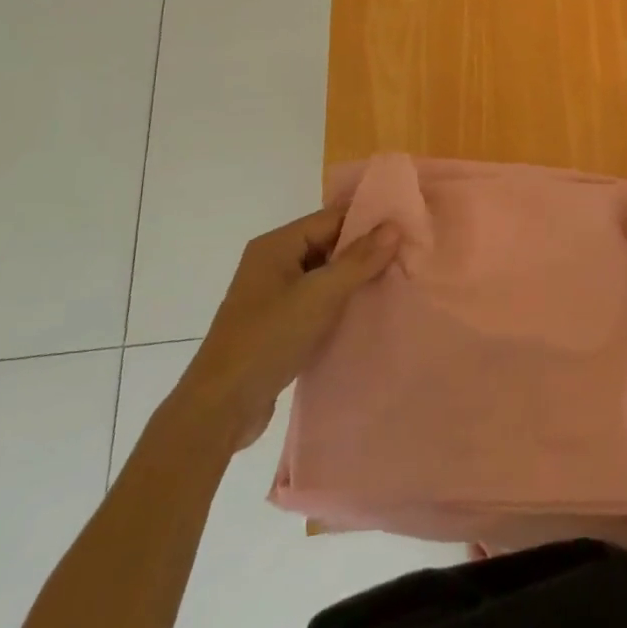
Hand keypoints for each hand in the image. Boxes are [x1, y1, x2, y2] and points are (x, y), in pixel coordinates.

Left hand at [178, 206, 399, 450]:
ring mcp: (273, 295)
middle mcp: (272, 262)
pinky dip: (339, 302)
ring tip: (395, 280)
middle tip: (407, 255)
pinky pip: (316, 300)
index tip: (406, 227)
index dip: (368, 221)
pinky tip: (366, 311)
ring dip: (354, 278)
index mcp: (276, 245)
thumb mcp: (319, 296)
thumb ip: (359, 260)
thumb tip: (394, 226)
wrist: (219, 409)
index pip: (331, 218)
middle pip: (328, 244)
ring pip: (324, 274)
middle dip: (364, 250)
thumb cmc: (269, 339)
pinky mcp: (277, 324)